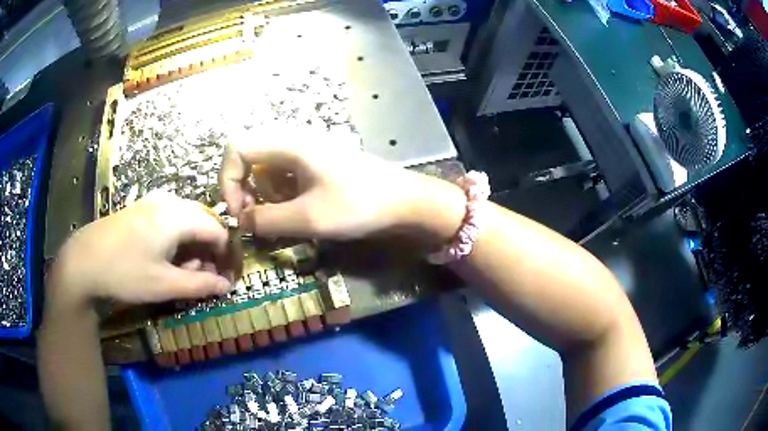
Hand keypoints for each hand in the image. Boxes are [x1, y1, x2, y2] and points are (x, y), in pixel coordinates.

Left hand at [51, 193, 233, 306]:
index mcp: (177, 216)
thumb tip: (226, 286)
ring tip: (183, 269)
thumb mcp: (164, 285)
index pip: (217, 229)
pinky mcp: (141, 207)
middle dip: (208, 249)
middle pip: (203, 220)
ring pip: (186, 218)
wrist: (84, 260)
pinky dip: (177, 236)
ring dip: (192, 243)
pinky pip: (170, 217)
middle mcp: (168, 201)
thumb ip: (199, 284)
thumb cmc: (125, 273)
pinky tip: (165, 255)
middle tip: (203, 276)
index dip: (225, 254)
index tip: (225, 276)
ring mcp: (152, 201)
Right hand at [220, 127, 464, 241]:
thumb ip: (267, 220)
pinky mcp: (315, 164)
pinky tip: (290, 214)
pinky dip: (276, 194)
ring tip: (273, 220)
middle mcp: (293, 140)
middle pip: (248, 156)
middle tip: (251, 218)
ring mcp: (305, 151)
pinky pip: (282, 175)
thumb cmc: (358, 204)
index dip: (228, 180)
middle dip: (241, 188)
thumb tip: (241, 222)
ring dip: (259, 194)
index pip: (236, 148)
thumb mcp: (308, 218)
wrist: (404, 201)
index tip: (238, 212)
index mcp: (288, 143)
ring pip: (264, 167)